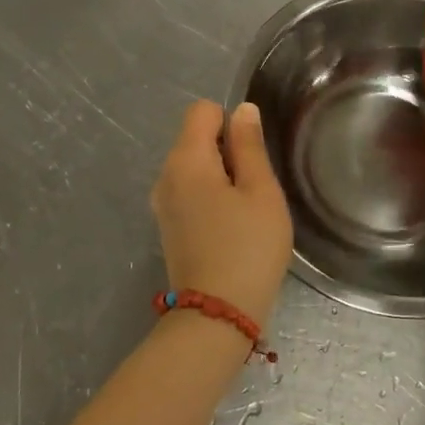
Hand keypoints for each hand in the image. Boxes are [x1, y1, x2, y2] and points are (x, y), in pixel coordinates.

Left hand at [150, 100, 293, 326]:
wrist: (218, 314)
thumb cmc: (249, 247)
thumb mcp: (261, 191)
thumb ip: (249, 146)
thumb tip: (242, 110)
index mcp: (185, 160)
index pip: (201, 110)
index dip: (231, 122)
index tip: (251, 156)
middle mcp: (165, 176)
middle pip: (196, 138)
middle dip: (228, 152)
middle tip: (255, 189)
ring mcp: (163, 204)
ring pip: (194, 167)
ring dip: (221, 177)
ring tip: (245, 211)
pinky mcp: (168, 227)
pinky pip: (190, 192)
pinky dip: (211, 198)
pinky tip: (230, 227)